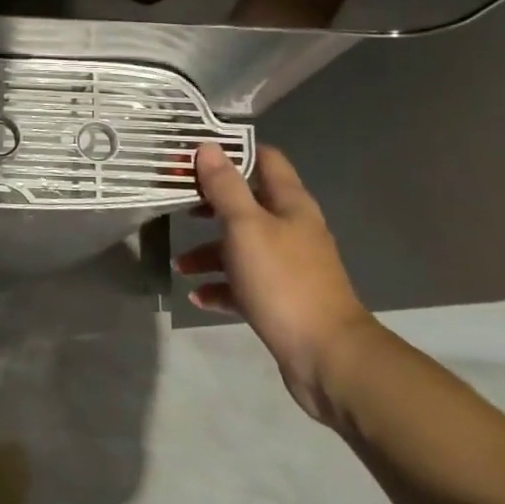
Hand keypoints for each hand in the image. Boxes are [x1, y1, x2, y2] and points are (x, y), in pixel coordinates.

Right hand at [175, 142, 378, 423]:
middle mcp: (291, 229)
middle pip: (247, 203)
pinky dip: (220, 286)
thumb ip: (225, 187)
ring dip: (209, 251)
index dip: (231, 151)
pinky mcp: (280, 299)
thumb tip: (208, 147)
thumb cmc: (284, 281)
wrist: (328, 357)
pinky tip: (197, 296)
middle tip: (176, 202)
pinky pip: (243, 284)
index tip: (194, 154)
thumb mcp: (246, 227)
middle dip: (210, 203)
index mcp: (290, 205)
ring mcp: (287, 266)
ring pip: (241, 246)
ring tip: (180, 265)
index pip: (264, 159)